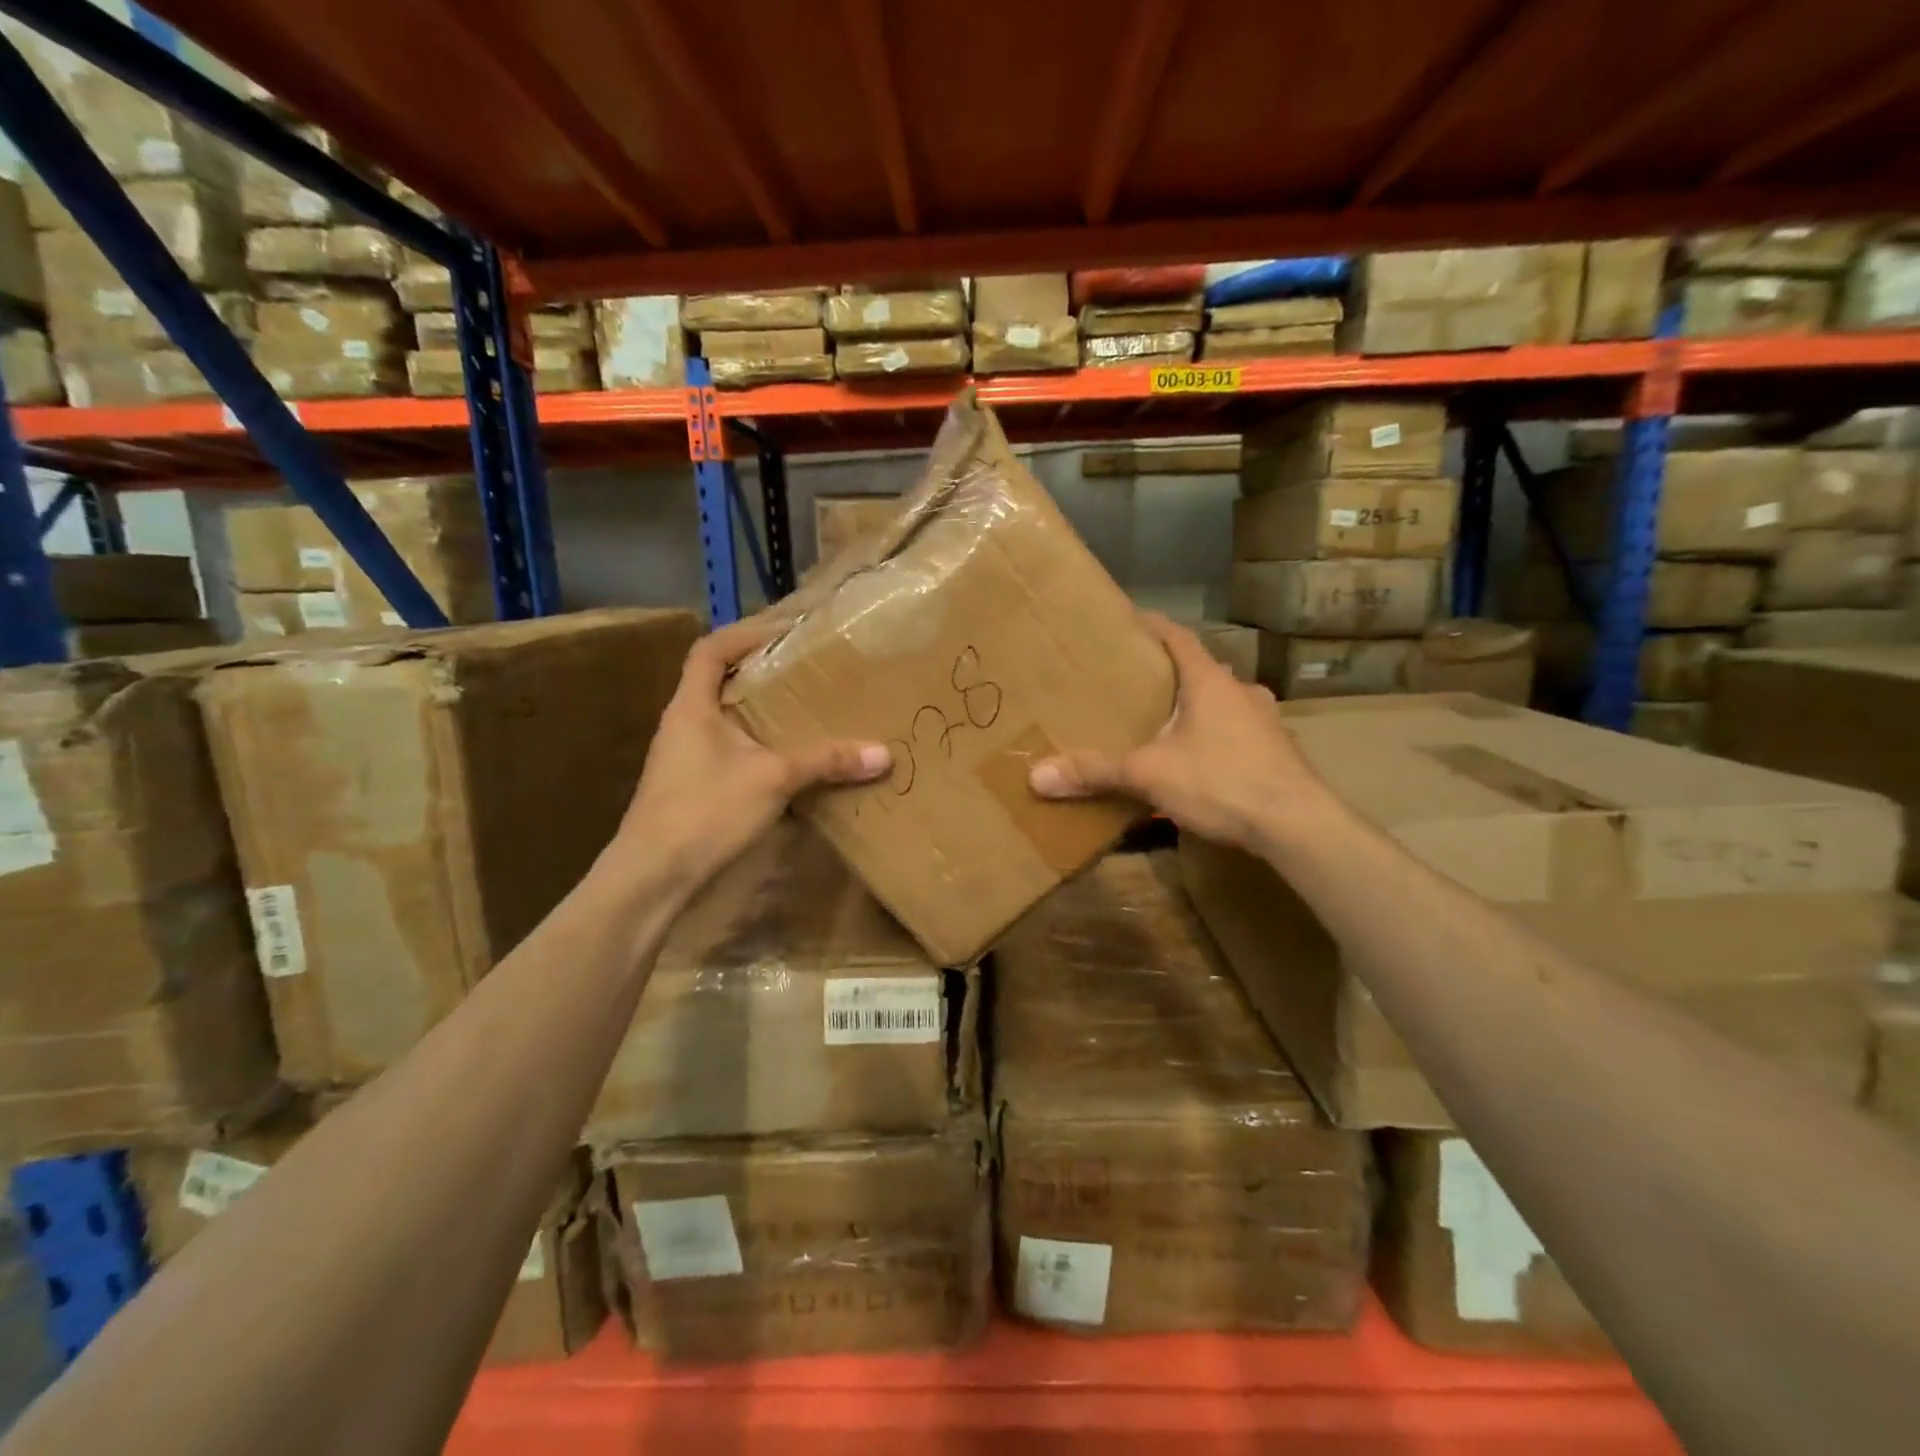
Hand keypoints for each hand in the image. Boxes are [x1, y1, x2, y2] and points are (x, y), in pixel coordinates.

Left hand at [615, 616, 891, 887]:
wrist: (653, 878)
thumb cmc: (705, 811)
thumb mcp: (773, 779)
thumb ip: (826, 762)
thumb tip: (884, 754)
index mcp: (691, 706)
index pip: (710, 650)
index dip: (744, 633)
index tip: (785, 631)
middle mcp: (683, 725)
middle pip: (720, 682)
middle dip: (761, 673)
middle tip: (807, 671)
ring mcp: (684, 758)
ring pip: (726, 720)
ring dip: (761, 713)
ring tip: (805, 712)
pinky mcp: (692, 788)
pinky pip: (730, 752)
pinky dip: (759, 748)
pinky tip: (789, 763)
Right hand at [1028, 614, 1326, 850]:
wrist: (1298, 824)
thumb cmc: (1221, 781)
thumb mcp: (1149, 775)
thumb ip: (1096, 772)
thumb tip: (1036, 775)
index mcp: (1210, 682)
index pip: (1178, 637)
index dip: (1153, 626)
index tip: (1130, 619)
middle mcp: (1242, 691)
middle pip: (1200, 670)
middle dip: (1170, 675)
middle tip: (1137, 683)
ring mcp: (1266, 722)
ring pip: (1223, 704)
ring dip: (1197, 708)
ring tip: (1165, 724)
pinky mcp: (1279, 753)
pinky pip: (1239, 734)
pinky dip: (1217, 738)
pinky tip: (1202, 762)